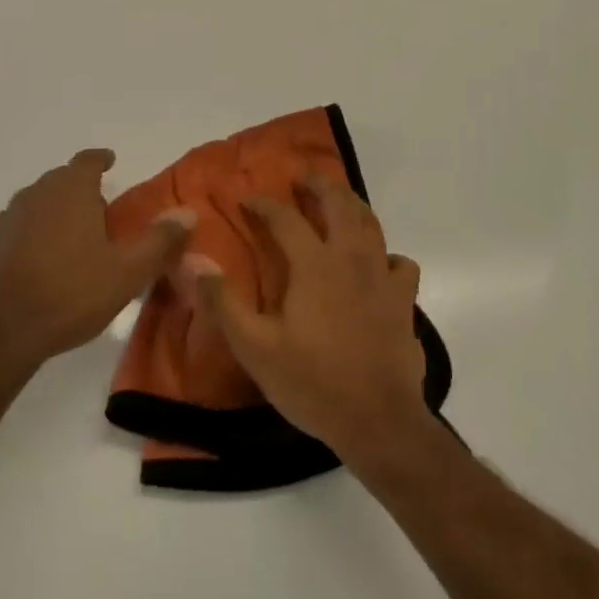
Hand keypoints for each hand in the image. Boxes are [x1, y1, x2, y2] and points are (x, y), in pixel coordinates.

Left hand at [0, 149, 191, 378]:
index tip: (111, 163)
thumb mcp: (127, 272)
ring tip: (72, 241)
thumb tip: (189, 212)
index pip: (88, 160)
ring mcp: (7, 218)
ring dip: (56, 213)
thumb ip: (160, 240)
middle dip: (82, 190)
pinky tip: (39, 263)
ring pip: (38, 203)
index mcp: (71, 190)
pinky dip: (32, 235)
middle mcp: (36, 194)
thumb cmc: (69, 295)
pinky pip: (17, 228)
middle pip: (62, 180)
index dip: (101, 160)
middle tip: (102, 216)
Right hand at [189, 176, 427, 466]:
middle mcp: (350, 258)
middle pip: (338, 203)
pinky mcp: (404, 300)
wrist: (378, 420)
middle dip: (319, 184)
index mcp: (314, 264)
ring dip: (352, 206)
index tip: (247, 198)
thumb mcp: (256, 348)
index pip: (285, 218)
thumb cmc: (312, 382)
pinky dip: (386, 254)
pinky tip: (377, 264)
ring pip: (371, 224)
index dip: (264, 204)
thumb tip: (194, 261)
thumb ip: (223, 302)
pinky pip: (399, 262)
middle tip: (303, 178)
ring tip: (339, 203)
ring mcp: (382, 277)